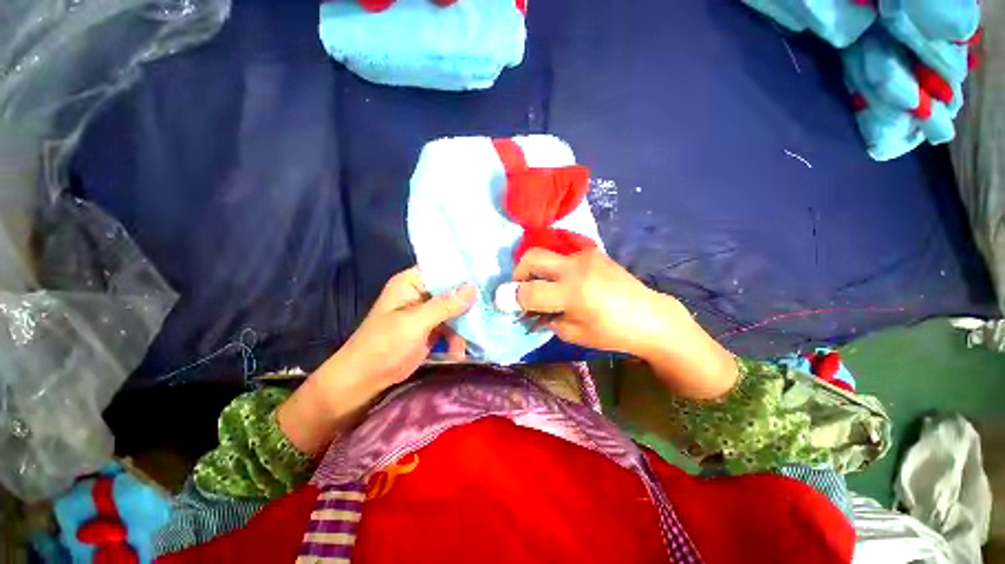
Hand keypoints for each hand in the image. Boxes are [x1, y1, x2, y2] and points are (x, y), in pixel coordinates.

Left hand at [336, 267, 476, 391]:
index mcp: (412, 283)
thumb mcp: (415, 322)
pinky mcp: (432, 329)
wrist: (365, 379)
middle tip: (491, 307)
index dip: (464, 272)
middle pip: (452, 290)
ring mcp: (427, 312)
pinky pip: (452, 327)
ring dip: (464, 325)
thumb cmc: (384, 344)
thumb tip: (473, 288)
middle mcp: (421, 293)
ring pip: (455, 310)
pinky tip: (459, 352)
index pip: (442, 269)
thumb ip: (445, 305)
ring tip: (473, 339)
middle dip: (469, 302)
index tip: (489, 276)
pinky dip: (457, 338)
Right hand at [513, 249, 737, 399]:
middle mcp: (575, 268)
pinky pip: (564, 255)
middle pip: (532, 257)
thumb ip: (546, 318)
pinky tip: (565, 281)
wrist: (649, 316)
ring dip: (538, 269)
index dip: (511, 298)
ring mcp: (585, 256)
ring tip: (546, 286)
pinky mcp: (593, 252)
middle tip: (521, 287)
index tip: (505, 302)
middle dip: (518, 271)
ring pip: (547, 253)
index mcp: (571, 294)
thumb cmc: (611, 332)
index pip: (528, 291)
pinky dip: (556, 267)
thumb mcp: (573, 334)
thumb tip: (527, 309)